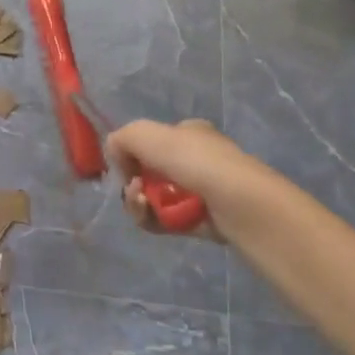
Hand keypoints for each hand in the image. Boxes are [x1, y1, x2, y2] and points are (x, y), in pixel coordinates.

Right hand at [106, 119, 278, 243]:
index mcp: (188, 134)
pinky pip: (163, 221)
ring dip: (138, 202)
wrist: (238, 203)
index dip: (132, 154)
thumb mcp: (145, 133)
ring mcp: (198, 192)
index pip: (151, 142)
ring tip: (142, 203)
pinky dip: (151, 219)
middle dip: (133, 182)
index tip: (126, 166)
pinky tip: (150, 216)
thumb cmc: (194, 160)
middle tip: (134, 188)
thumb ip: (121, 138)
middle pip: (148, 173)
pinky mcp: (198, 221)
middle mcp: (194, 160)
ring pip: (153, 198)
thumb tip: (116, 157)